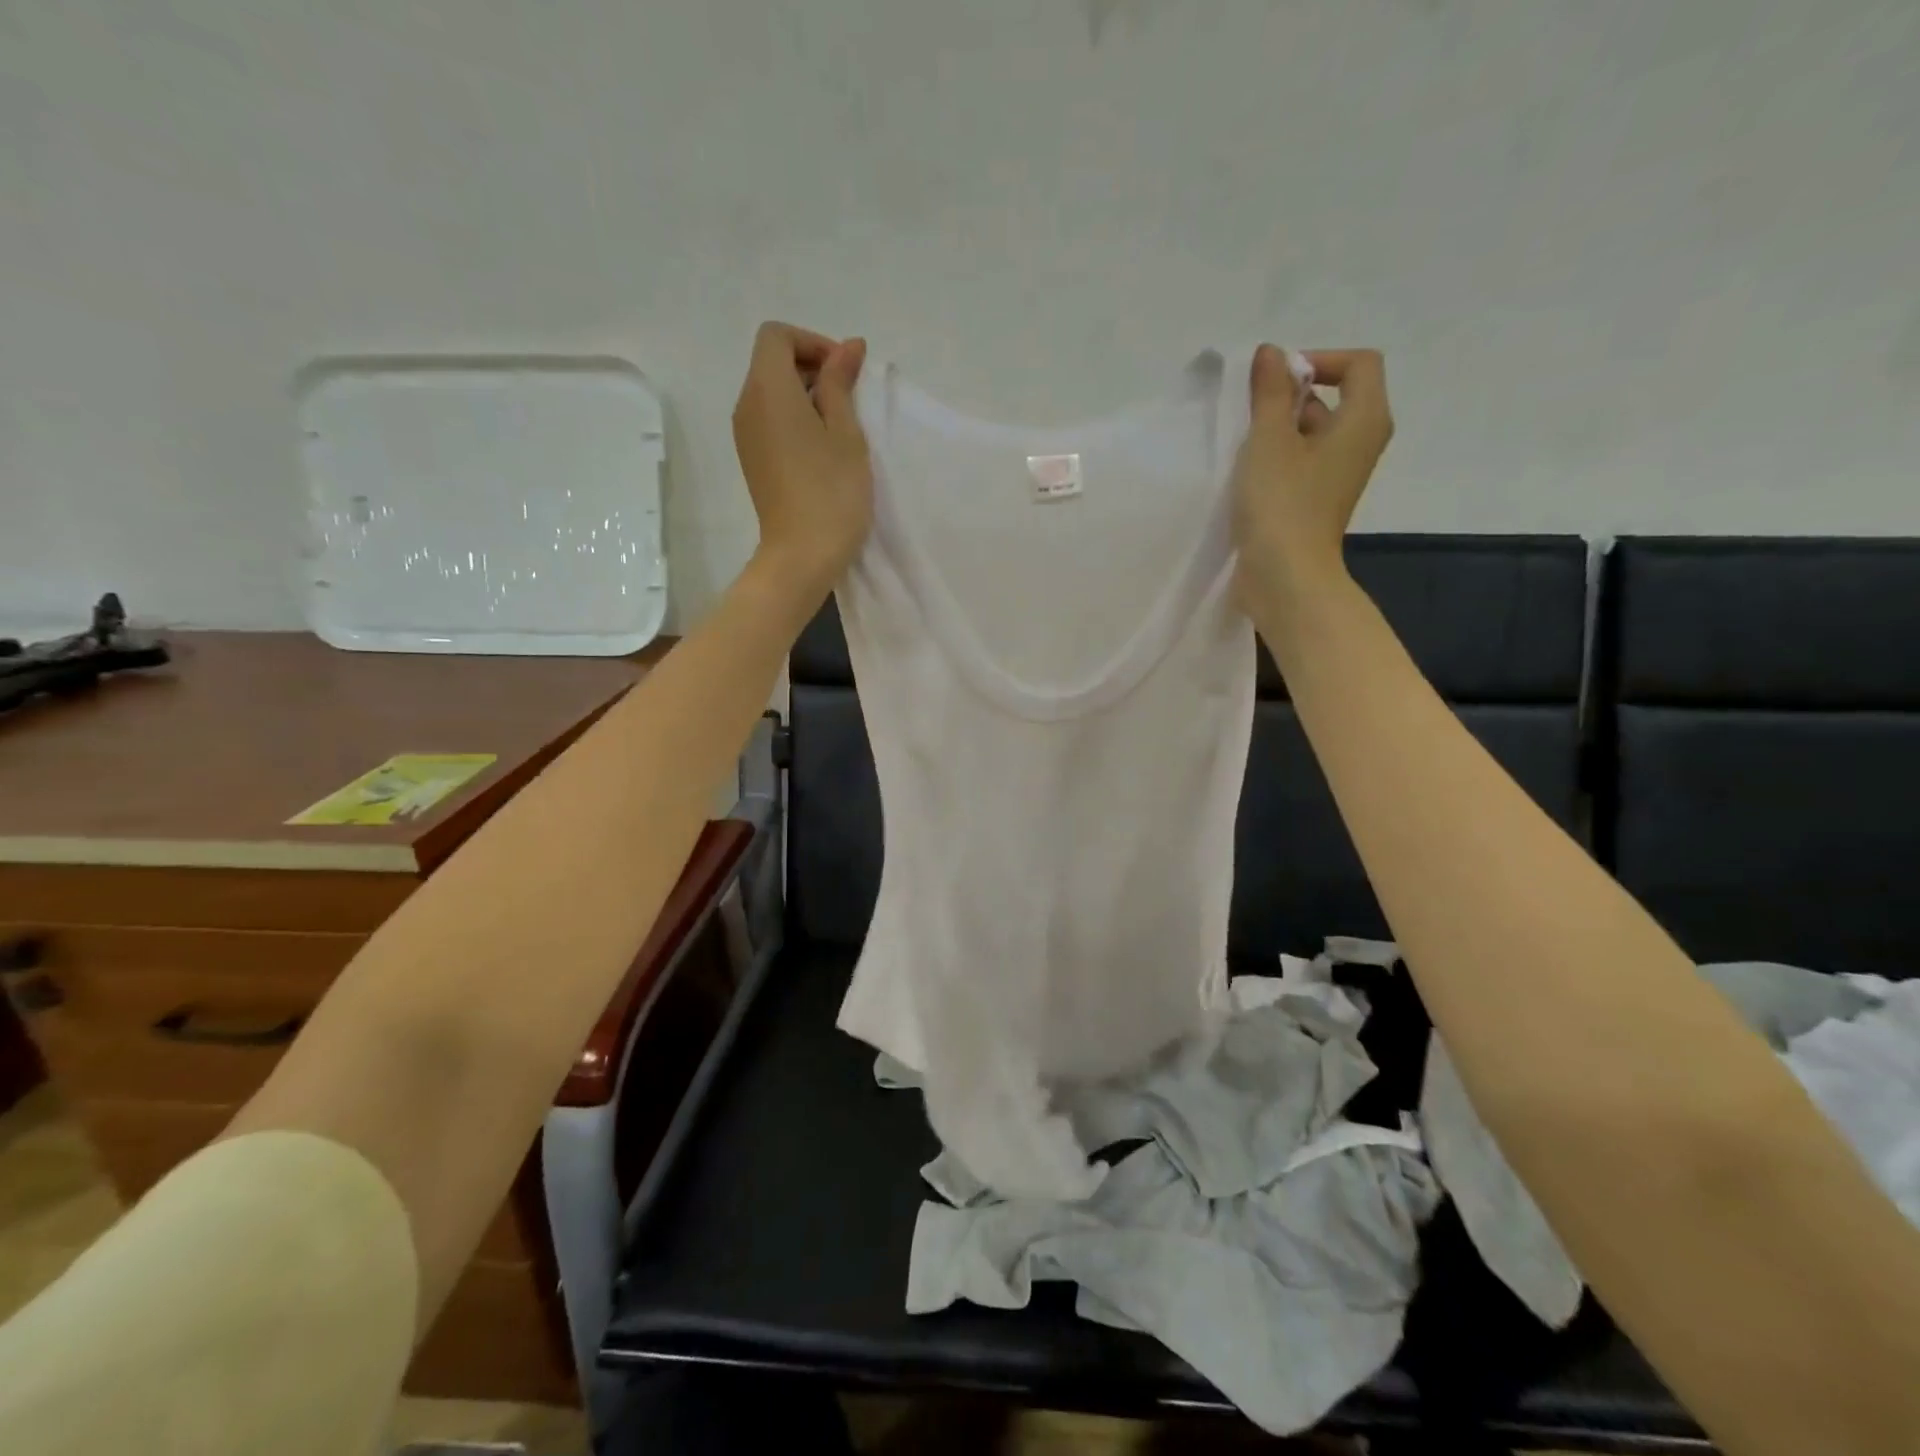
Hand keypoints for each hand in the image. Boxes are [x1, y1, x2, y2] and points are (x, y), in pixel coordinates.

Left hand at [732, 322, 872, 592]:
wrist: (801, 555)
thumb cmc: (832, 491)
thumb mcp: (846, 433)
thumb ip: (842, 383)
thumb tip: (847, 346)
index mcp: (767, 389)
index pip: (777, 336)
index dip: (813, 343)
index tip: (845, 373)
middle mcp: (747, 405)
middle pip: (772, 362)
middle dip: (811, 367)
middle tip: (850, 399)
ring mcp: (745, 436)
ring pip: (771, 392)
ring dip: (805, 395)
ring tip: (840, 427)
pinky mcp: (752, 460)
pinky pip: (769, 420)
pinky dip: (794, 418)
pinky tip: (822, 449)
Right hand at [1230, 346, 1393, 612]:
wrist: (1285, 578)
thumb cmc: (1281, 504)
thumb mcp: (1269, 440)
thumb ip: (1269, 392)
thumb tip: (1272, 353)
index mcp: (1364, 420)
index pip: (1358, 364)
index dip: (1317, 360)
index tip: (1276, 381)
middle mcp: (1359, 443)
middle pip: (1333, 397)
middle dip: (1290, 396)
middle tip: (1249, 411)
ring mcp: (1337, 475)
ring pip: (1312, 433)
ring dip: (1278, 429)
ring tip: (1243, 444)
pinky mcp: (1315, 501)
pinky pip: (1301, 463)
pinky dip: (1277, 458)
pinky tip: (1246, 474)